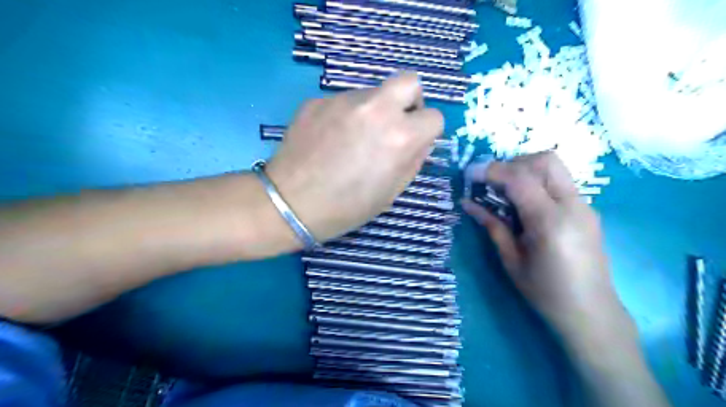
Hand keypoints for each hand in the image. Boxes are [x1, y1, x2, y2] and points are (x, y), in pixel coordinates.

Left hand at [265, 72, 439, 242]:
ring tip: (352, 139)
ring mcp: (344, 99)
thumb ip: (413, 160)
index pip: (434, 117)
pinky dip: (345, 115)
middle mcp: (376, 108)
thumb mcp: (392, 192)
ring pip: (373, 92)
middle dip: (410, 101)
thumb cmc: (347, 207)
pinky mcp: (318, 100)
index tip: (414, 143)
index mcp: (400, 136)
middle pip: (410, 81)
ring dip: (373, 110)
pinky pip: (344, 101)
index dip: (427, 132)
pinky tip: (330, 139)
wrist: (291, 204)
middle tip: (395, 124)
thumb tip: (420, 140)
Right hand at [462, 153, 633, 346]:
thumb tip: (467, 203)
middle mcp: (573, 206)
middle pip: (545, 160)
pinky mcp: (587, 210)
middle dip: (513, 163)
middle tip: (492, 182)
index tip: (470, 174)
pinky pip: (559, 182)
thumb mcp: (511, 260)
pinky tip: (524, 204)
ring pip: (554, 167)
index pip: (519, 178)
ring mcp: (584, 206)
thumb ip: (491, 225)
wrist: (591, 312)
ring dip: (525, 170)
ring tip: (505, 192)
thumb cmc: (545, 292)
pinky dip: (537, 182)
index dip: (491, 170)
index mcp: (550, 222)